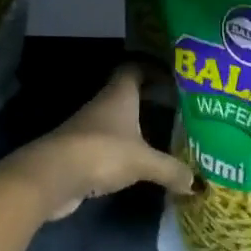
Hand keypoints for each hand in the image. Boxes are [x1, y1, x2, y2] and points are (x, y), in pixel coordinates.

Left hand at [0, 66, 196, 220]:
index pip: (136, 68)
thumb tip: (197, 183)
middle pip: (128, 94)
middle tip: (177, 107)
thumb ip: (170, 169)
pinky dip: (123, 149)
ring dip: (136, 126)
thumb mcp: (144, 161)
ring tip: (163, 135)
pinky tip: (138, 161)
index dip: (153, 68)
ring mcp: (89, 127)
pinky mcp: (81, 151)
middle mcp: (104, 104)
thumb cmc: (102, 152)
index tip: (173, 77)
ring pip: (118, 120)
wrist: (52, 176)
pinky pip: (108, 144)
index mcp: (120, 94)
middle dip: (150, 99)